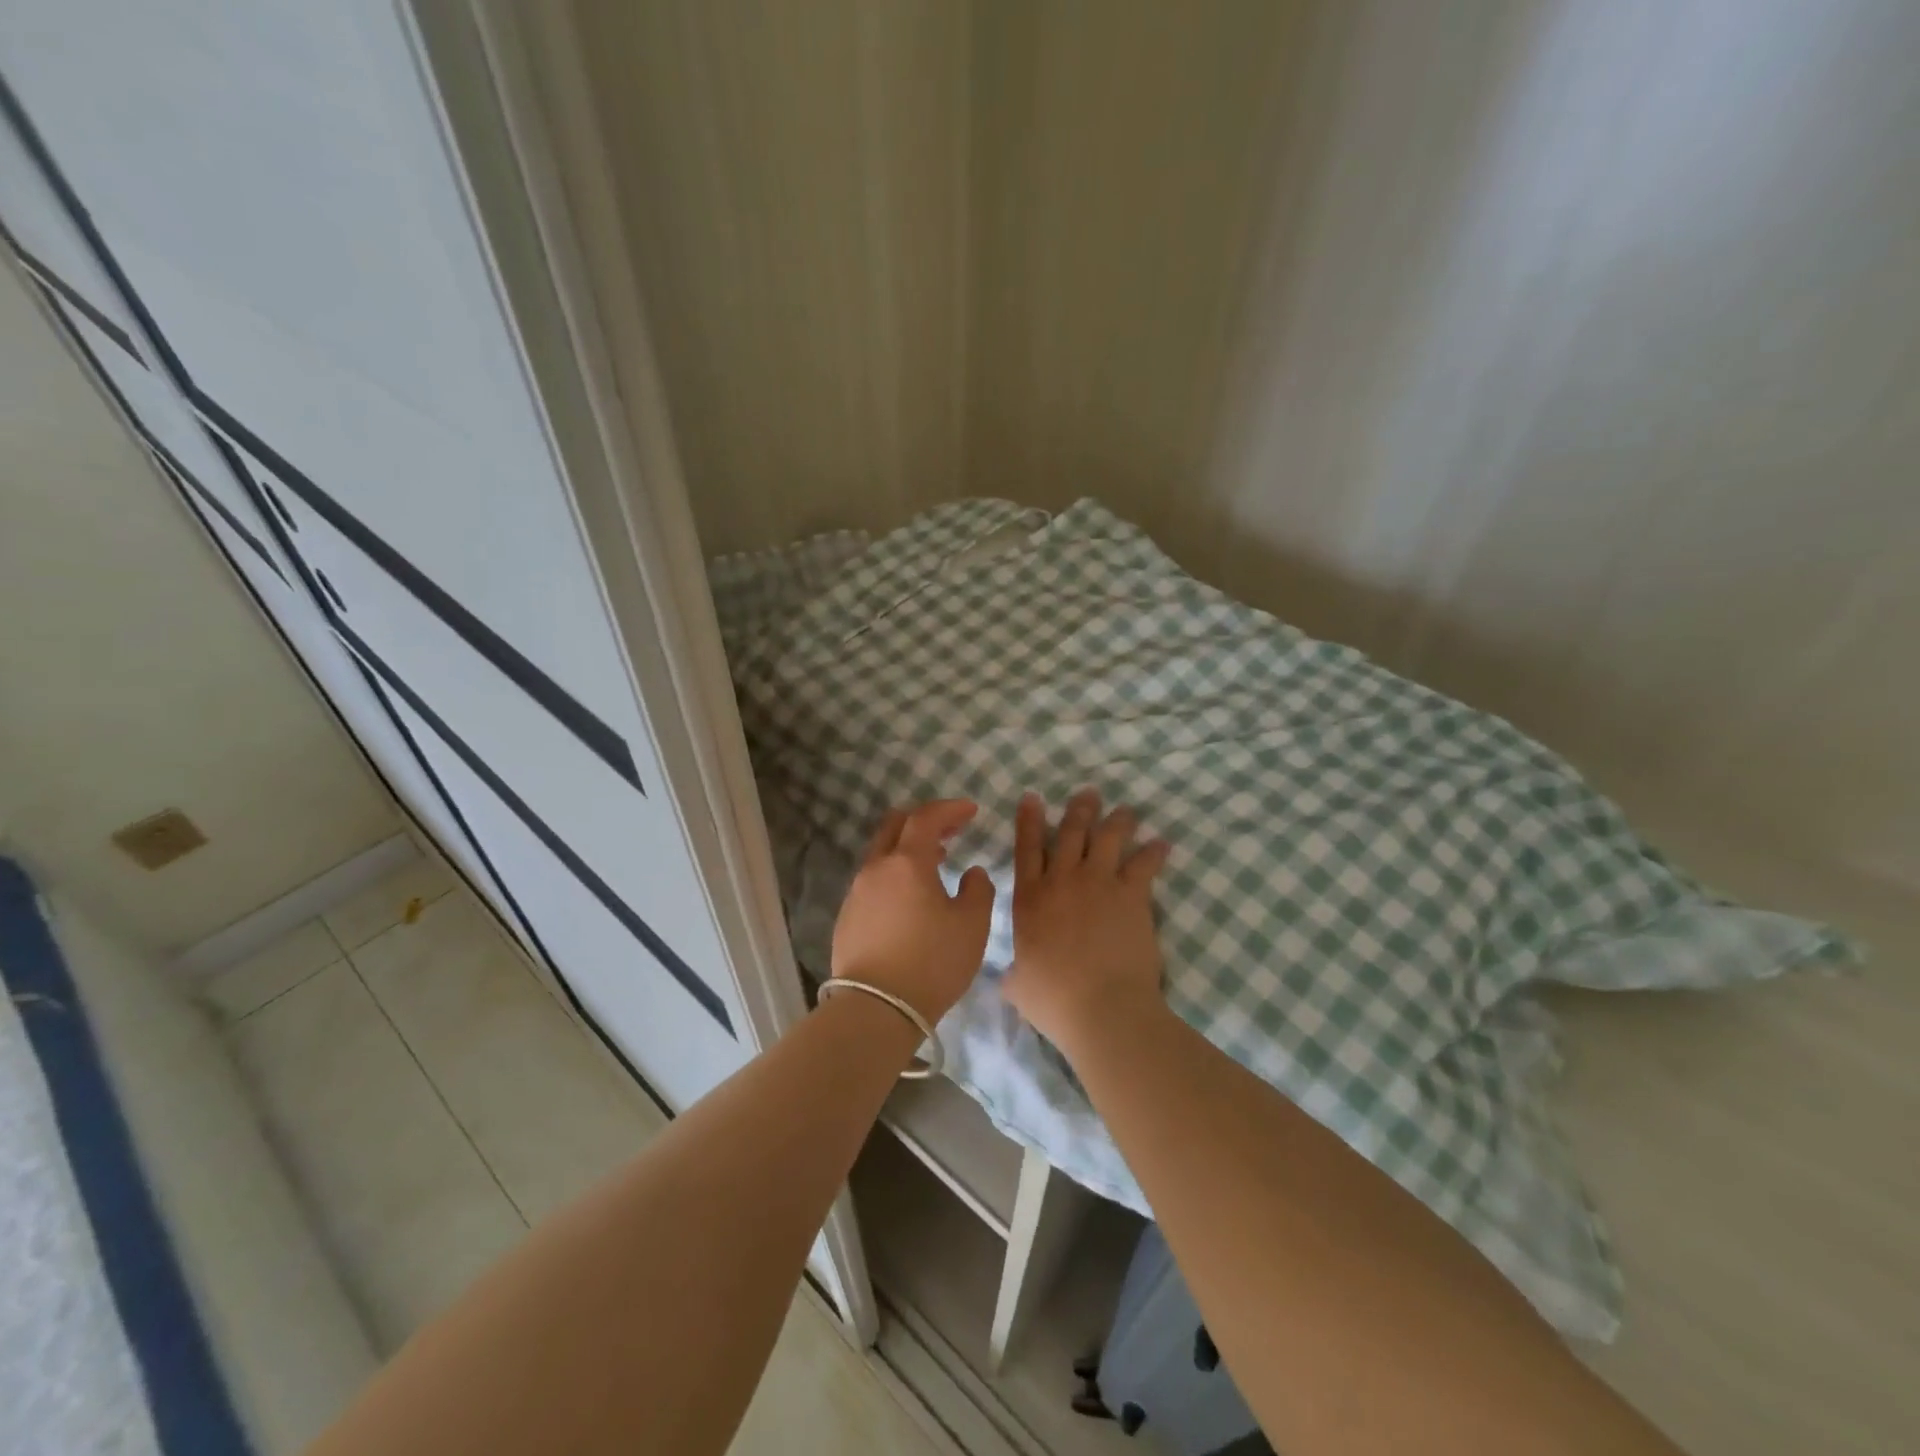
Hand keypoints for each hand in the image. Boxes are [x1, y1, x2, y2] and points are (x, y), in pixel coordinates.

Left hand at [831, 800, 995, 1023]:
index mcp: (908, 862)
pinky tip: (910, 898)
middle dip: (924, 820)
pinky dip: (894, 875)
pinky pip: (873, 881)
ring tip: (935, 863)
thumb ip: (978, 891)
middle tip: (950, 830)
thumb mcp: (972, 926)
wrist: (876, 1009)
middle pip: (895, 826)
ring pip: (881, 854)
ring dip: (908, 849)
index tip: (971, 810)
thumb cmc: (931, 962)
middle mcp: (876, 869)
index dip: (950, 809)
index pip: (926, 818)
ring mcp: (856, 893)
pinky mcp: (847, 917)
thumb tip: (971, 873)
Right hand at [1003, 789, 1171, 1052]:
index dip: (1029, 821)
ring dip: (1116, 820)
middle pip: (1071, 833)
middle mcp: (1062, 881)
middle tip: (1088, 792)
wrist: (1102, 1007)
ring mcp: (1098, 883)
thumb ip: (1014, 974)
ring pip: (1106, 838)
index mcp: (1030, 899)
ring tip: (1125, 809)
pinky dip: (1154, 851)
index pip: (1027, 849)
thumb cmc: (1054, 1000)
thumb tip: (1011, 977)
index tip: (1033, 797)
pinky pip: (1144, 863)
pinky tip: (1162, 843)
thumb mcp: (1018, 986)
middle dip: (1078, 810)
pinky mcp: (1131, 894)